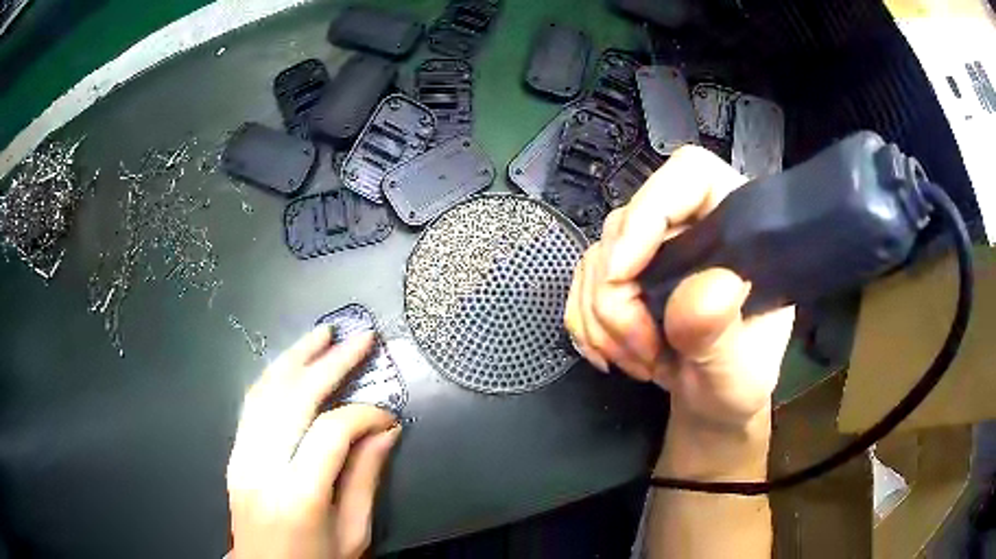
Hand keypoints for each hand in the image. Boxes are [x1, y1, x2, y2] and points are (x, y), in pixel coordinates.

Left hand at [227, 326, 400, 558]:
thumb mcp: (354, 531)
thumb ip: (366, 476)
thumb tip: (385, 428)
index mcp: (299, 495)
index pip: (331, 432)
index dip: (364, 414)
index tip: (388, 415)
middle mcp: (263, 468)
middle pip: (293, 399)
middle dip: (329, 363)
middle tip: (358, 339)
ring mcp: (242, 456)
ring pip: (265, 392)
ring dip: (296, 357)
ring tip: (322, 334)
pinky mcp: (234, 453)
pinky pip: (251, 404)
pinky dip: (274, 376)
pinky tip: (292, 363)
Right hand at [564, 146, 794, 431]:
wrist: (709, 402)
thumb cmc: (736, 382)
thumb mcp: (739, 370)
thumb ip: (720, 332)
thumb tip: (699, 292)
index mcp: (736, 226)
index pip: (690, 175)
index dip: (650, 209)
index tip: (624, 273)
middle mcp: (690, 226)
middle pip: (627, 224)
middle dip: (619, 297)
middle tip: (642, 349)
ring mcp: (652, 250)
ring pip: (596, 258)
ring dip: (602, 320)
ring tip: (641, 363)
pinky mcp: (623, 276)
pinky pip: (580, 285)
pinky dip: (587, 326)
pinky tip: (612, 355)